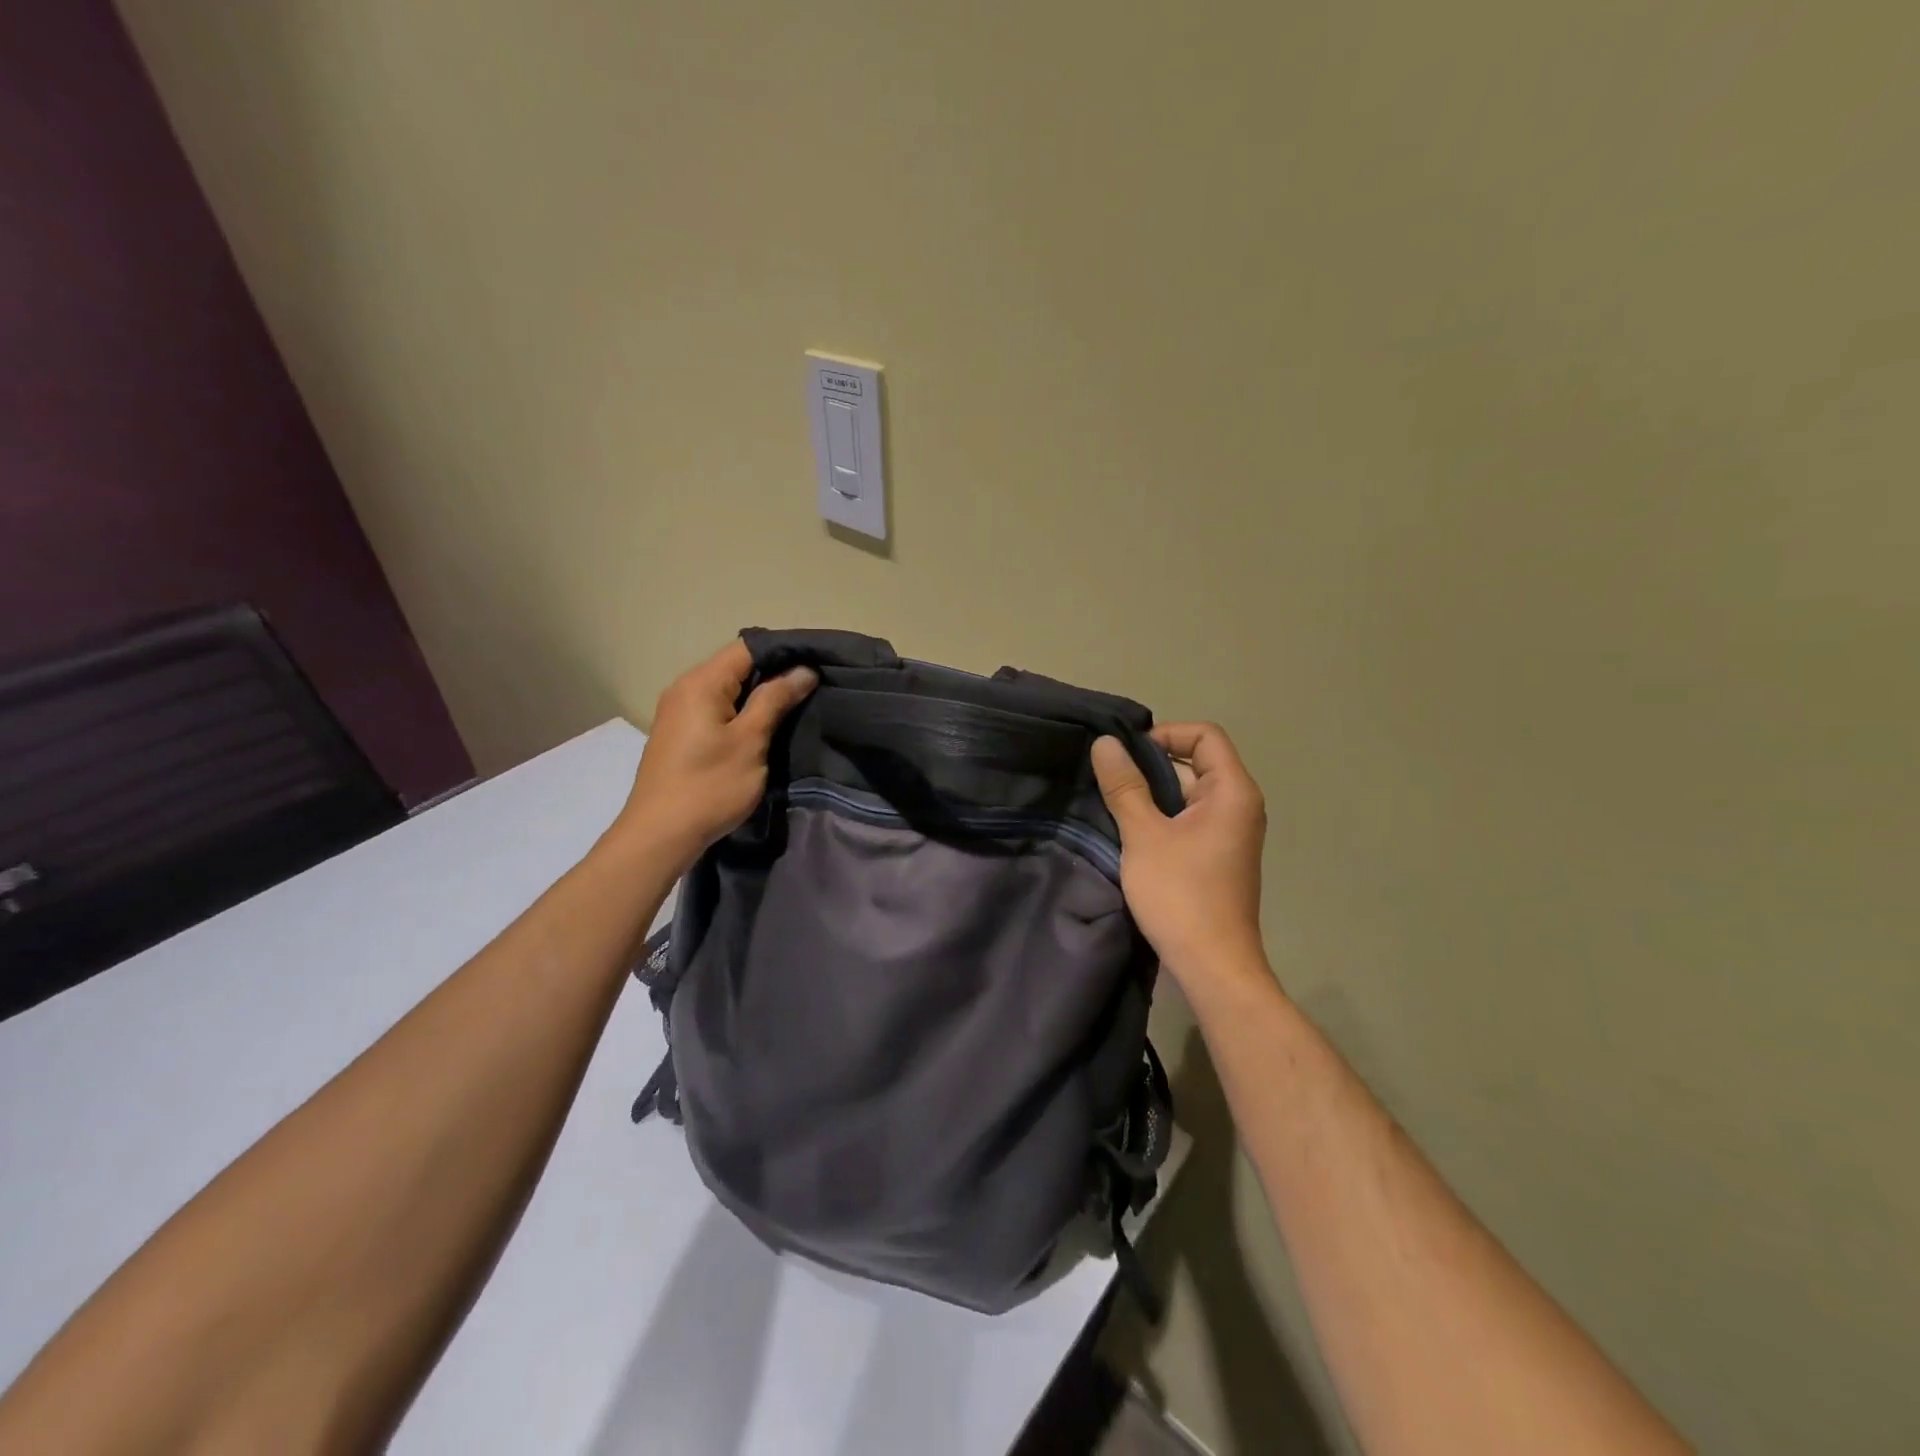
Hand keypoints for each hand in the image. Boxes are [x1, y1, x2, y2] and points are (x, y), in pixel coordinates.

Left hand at [617, 640, 817, 868]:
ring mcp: (678, 713)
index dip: (784, 653)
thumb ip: (775, 700)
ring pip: (727, 691)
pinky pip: (716, 711)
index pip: (747, 648)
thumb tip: (803, 670)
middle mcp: (685, 689)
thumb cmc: (710, 786)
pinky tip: (763, 730)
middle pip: (736, 667)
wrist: (660, 836)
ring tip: (795, 709)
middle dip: (774, 676)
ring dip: (759, 698)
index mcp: (701, 682)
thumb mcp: (750, 741)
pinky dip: (741, 714)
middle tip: (813, 689)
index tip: (816, 666)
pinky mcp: (680, 735)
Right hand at [1092, 722, 1267, 988]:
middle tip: (1107, 777)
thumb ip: (1125, 786)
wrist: (1212, 966)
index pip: (1205, 735)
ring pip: (1186, 794)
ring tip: (1110, 803)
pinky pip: (1187, 820)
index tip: (1126, 754)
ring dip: (1150, 794)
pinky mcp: (1215, 856)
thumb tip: (1105, 743)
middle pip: (1195, 762)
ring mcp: (1228, 833)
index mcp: (1232, 791)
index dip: (1165, 734)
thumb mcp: (1144, 835)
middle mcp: (1238, 805)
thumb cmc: (1181, 895)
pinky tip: (1127, 831)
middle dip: (1150, 765)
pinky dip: (1159, 817)